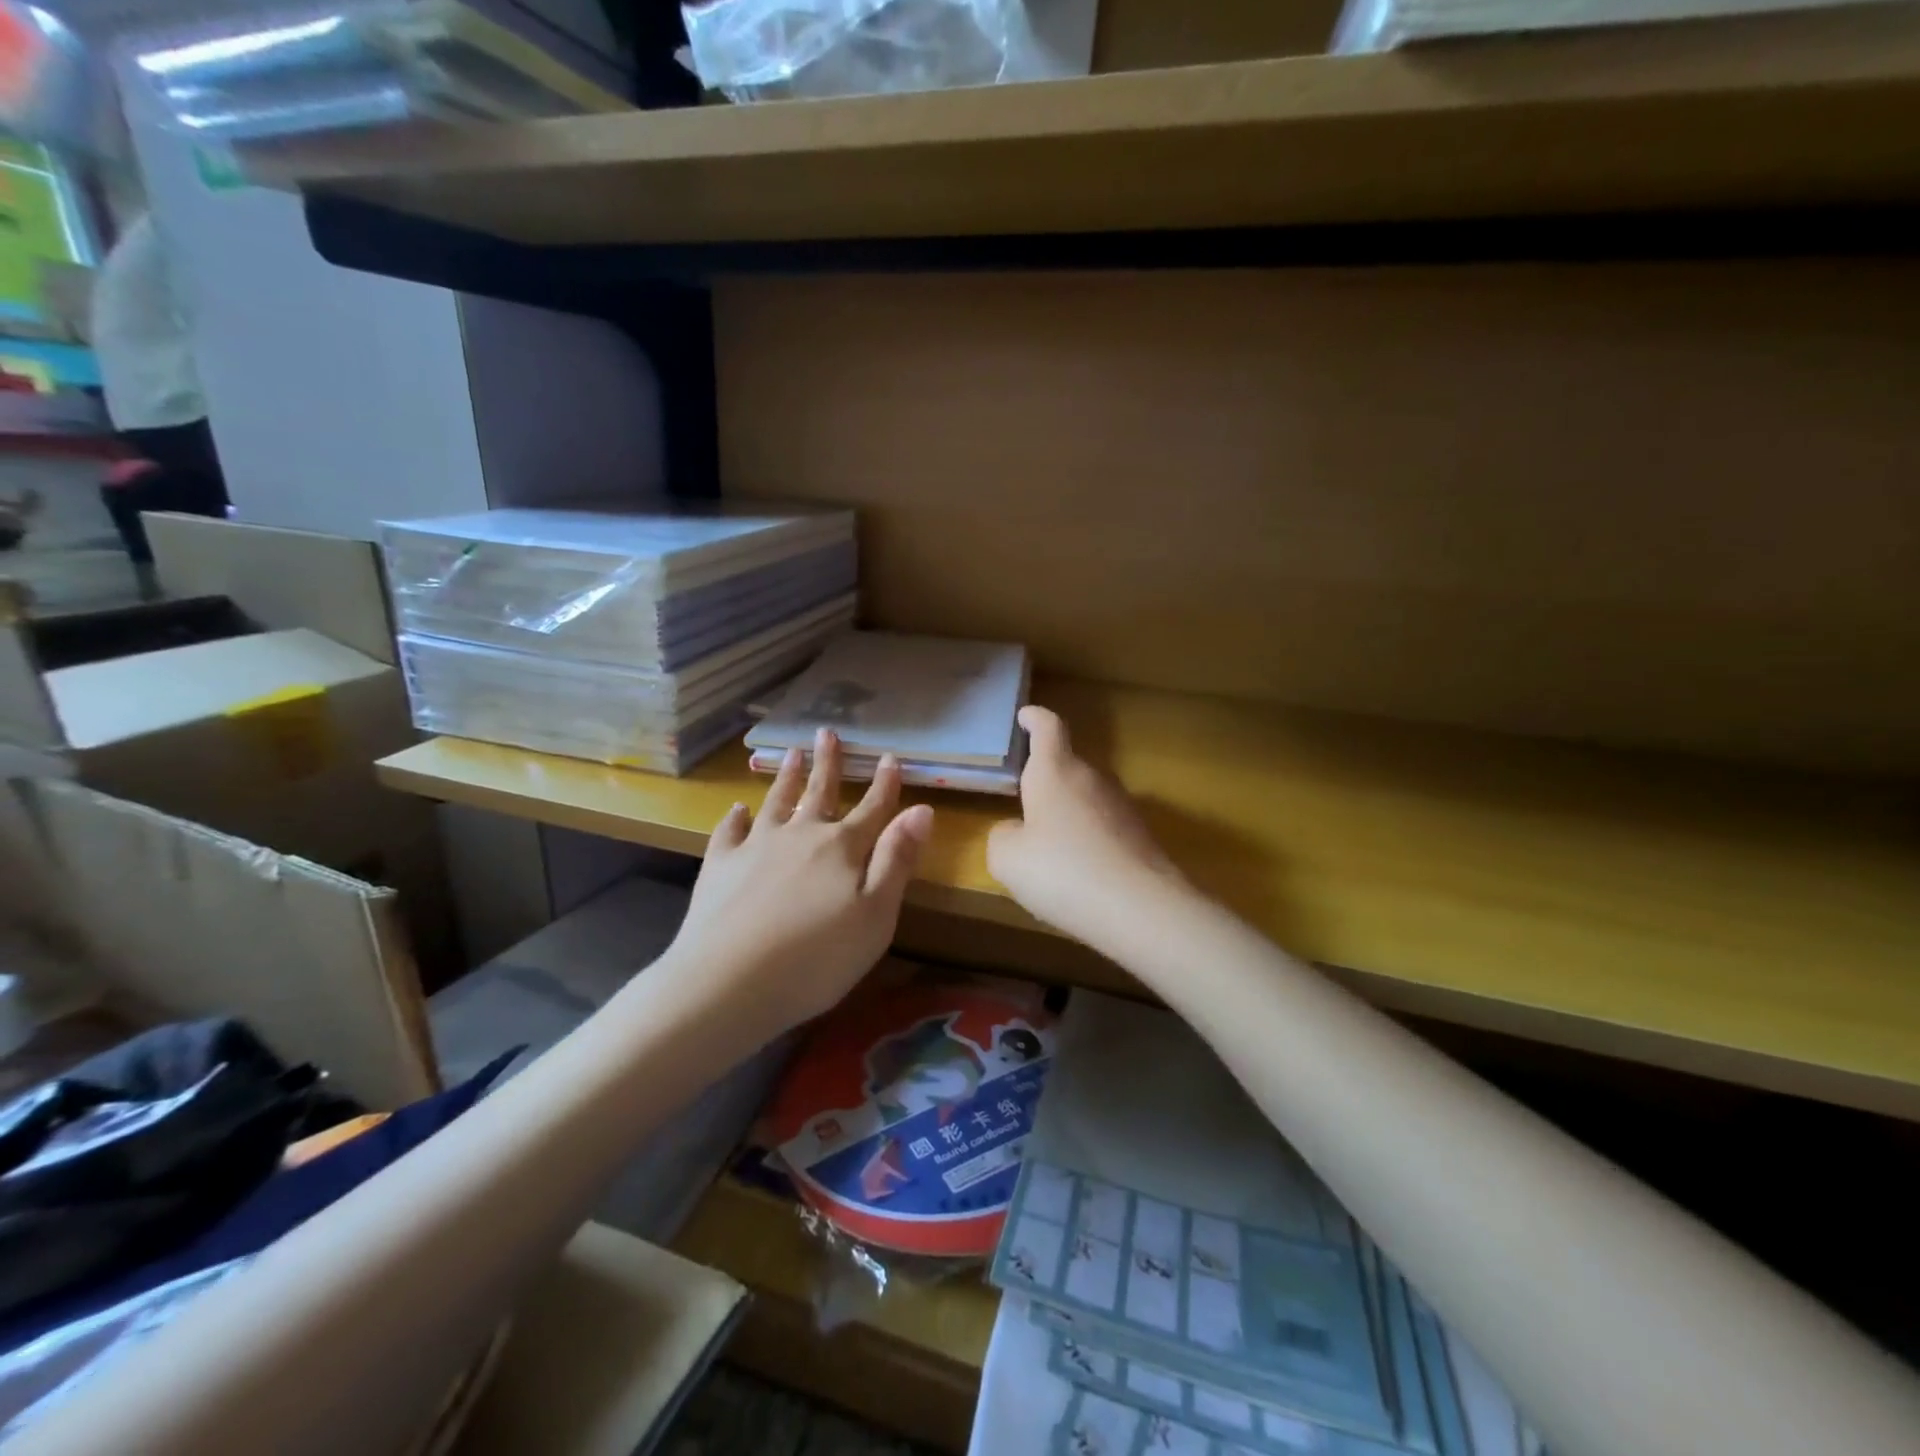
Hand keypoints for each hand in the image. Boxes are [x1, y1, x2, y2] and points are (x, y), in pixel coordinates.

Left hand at [665, 728, 933, 1035]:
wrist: (727, 982)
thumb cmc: (817, 958)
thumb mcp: (876, 916)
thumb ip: (897, 860)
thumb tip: (922, 809)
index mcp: (842, 849)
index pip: (871, 808)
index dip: (884, 784)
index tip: (890, 756)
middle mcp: (800, 836)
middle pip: (820, 792)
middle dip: (827, 763)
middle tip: (826, 731)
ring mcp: (756, 847)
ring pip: (777, 802)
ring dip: (786, 777)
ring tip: (790, 752)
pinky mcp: (720, 866)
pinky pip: (730, 832)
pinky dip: (736, 817)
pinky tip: (738, 809)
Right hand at [987, 706, 1186, 947]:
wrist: (1142, 909)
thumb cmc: (1062, 871)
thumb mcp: (1007, 858)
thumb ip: (1003, 836)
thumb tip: (1017, 831)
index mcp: (1056, 772)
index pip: (1048, 728)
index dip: (1035, 718)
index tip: (1026, 715)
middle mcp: (1092, 779)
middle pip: (1067, 766)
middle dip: (1045, 778)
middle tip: (1023, 801)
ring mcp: (1122, 806)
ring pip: (1086, 798)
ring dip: (1067, 813)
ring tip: (1047, 846)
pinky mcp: (1141, 836)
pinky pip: (1104, 828)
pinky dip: (1088, 840)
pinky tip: (1078, 873)